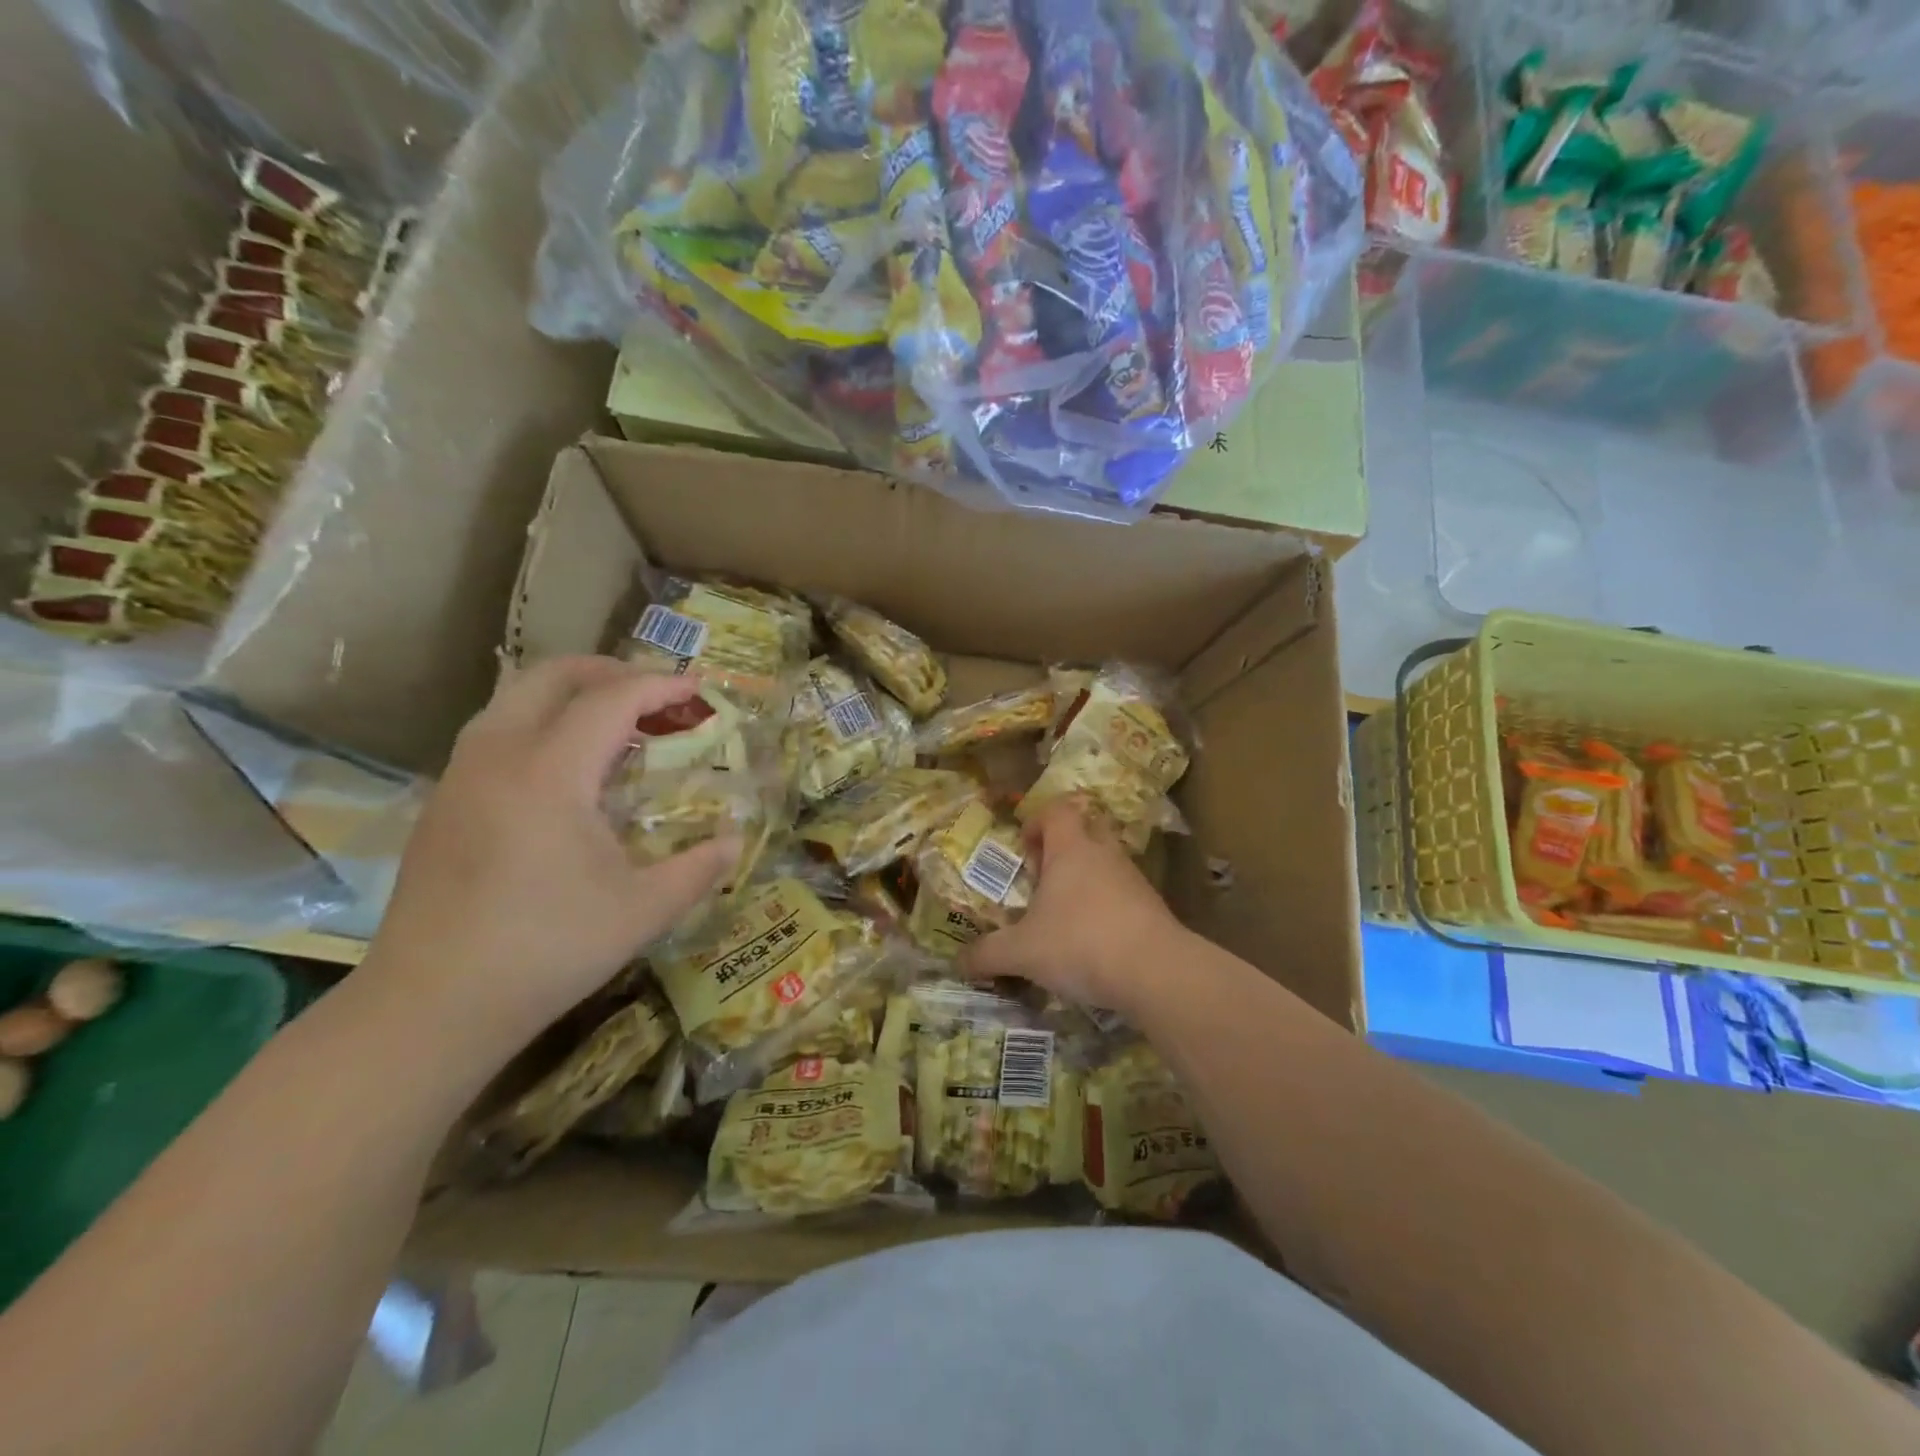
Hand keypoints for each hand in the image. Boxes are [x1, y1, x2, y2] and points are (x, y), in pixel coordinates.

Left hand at [365, 657, 738, 1065]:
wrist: (430, 1006)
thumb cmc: (546, 951)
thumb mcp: (643, 911)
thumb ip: (699, 868)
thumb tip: (735, 842)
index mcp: (550, 773)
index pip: (612, 699)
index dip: (660, 686)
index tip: (698, 690)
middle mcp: (498, 756)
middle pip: (551, 676)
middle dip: (610, 670)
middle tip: (656, 693)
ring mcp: (461, 777)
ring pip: (514, 699)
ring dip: (570, 694)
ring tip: (615, 725)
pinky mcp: (443, 803)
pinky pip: (495, 733)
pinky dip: (540, 724)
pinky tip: (565, 771)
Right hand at [962, 798, 1185, 1012]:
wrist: (1155, 972)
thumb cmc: (1080, 943)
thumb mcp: (1022, 952)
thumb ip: (987, 955)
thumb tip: (958, 962)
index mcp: (1071, 849)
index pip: (1057, 810)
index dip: (1038, 821)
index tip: (1024, 849)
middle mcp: (1104, 854)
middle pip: (1085, 830)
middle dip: (1062, 849)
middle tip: (1043, 879)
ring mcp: (1133, 879)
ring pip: (1105, 863)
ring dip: (1085, 880)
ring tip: (1063, 916)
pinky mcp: (1152, 906)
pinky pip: (1123, 893)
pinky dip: (1106, 907)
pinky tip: (1092, 941)